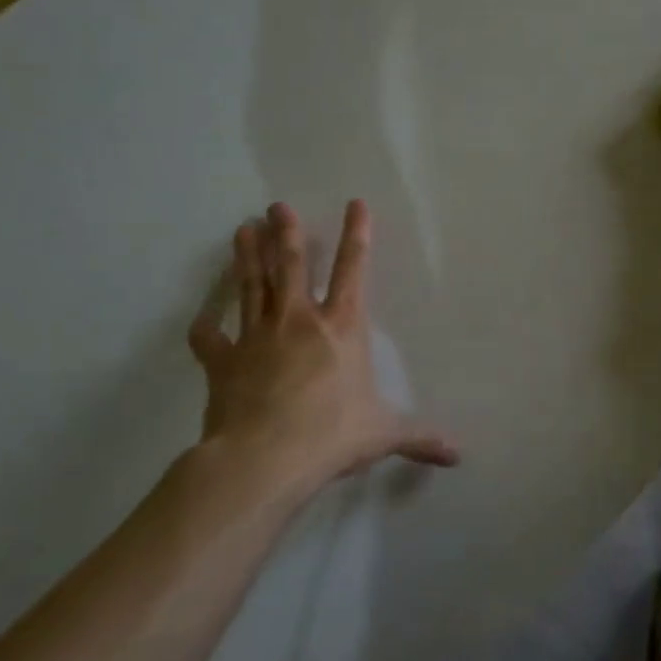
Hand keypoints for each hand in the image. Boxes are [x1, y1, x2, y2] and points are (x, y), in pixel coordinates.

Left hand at [187, 201, 458, 500]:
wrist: (266, 457)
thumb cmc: (333, 434)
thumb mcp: (385, 434)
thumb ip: (420, 437)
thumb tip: (457, 453)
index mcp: (342, 328)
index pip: (354, 271)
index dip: (357, 235)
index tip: (355, 203)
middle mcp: (299, 321)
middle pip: (291, 266)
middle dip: (286, 233)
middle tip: (276, 206)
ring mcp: (256, 337)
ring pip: (252, 287)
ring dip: (248, 256)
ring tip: (243, 228)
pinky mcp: (223, 361)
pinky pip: (210, 339)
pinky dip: (205, 327)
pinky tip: (202, 318)